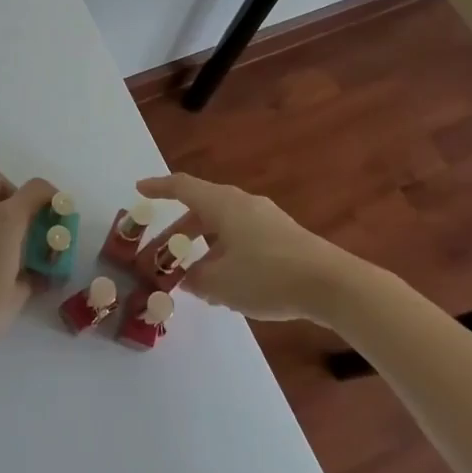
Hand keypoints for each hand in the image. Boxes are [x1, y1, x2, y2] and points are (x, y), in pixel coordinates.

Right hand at [137, 172, 350, 321]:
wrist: (332, 284)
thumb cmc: (267, 276)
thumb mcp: (222, 283)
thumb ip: (197, 279)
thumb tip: (189, 278)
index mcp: (222, 204)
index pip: (182, 187)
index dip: (158, 188)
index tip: (139, 190)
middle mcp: (242, 204)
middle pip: (202, 209)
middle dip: (178, 230)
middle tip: (161, 252)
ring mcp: (266, 219)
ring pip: (223, 226)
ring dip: (203, 246)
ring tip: (194, 275)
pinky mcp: (284, 237)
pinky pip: (243, 237)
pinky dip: (225, 252)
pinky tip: (228, 281)